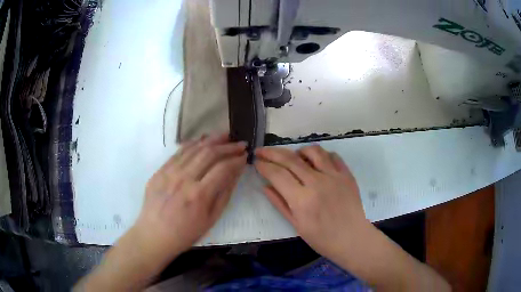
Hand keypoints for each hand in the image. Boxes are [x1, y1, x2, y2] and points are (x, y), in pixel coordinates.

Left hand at [135, 134, 246, 256]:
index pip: (223, 168)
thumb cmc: (186, 233)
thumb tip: (235, 173)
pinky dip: (192, 144)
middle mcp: (184, 179)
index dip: (236, 160)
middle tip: (239, 143)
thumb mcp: (211, 219)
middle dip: (228, 146)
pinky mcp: (160, 171)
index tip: (244, 156)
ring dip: (211, 140)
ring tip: (224, 136)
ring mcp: (169, 173)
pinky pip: (178, 152)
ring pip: (193, 148)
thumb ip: (224, 194)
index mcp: (199, 195)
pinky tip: (202, 141)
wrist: (155, 235)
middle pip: (209, 153)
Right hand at [254, 145, 368, 259]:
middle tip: (262, 151)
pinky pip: (333, 156)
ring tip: (293, 157)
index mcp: (302, 199)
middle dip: (272, 152)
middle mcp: (317, 182)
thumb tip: (265, 186)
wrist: (352, 239)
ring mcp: (334, 176)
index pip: (277, 174)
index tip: (256, 162)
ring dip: (298, 151)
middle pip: (290, 159)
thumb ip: (280, 204)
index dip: (264, 166)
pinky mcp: (347, 174)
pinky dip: (321, 155)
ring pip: (313, 151)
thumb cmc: (322, 238)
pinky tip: (316, 162)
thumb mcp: (296, 225)